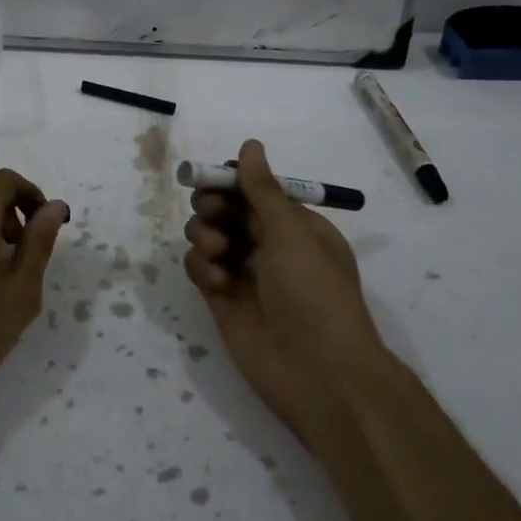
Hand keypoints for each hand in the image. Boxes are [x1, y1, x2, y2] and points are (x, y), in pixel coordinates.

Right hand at [182, 140, 387, 445]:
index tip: (213, 181)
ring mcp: (244, 274)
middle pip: (227, 210)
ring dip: (205, 235)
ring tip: (216, 253)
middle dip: (213, 206)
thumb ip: (262, 190)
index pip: (255, 191)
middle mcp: (269, 246)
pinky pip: (200, 269)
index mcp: (296, 226)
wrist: (320, 375)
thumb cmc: (315, 294)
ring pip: (209, 236)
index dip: (231, 182)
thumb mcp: (292, 234)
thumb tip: (250, 145)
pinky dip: (201, 268)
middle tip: (211, 213)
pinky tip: (215, 281)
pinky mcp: (223, 300)